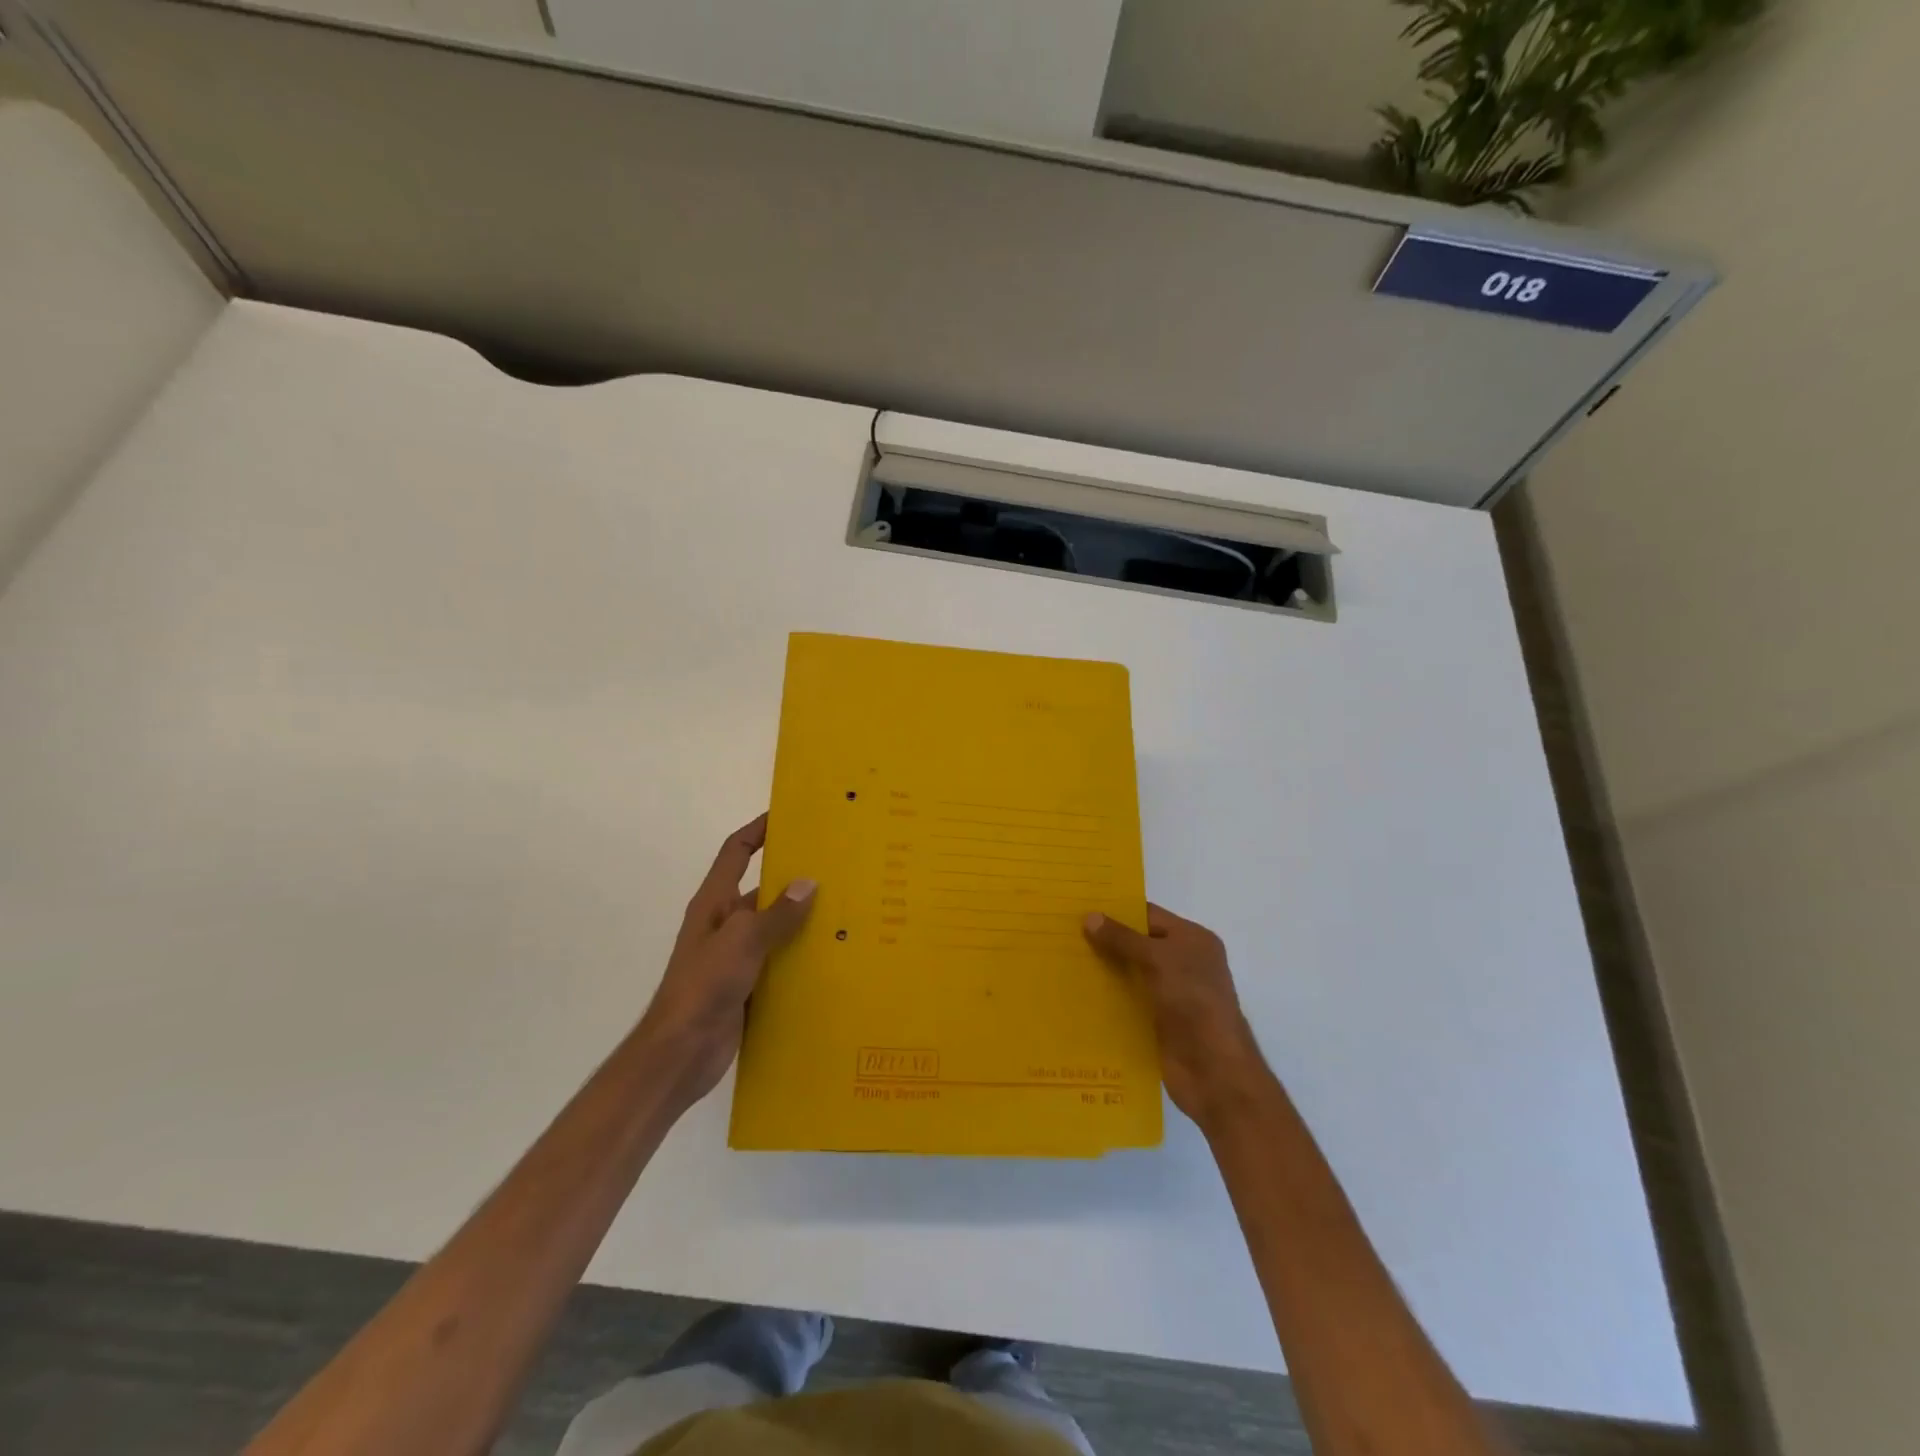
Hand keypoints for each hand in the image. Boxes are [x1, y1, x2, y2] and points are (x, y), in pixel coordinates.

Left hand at [639, 814, 816, 1105]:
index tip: (790, 816)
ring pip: (775, 928)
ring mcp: (736, 957)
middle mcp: (725, 924)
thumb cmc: (704, 986)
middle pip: (762, 890)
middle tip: (838, 868)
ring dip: (803, 920)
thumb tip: (809, 883)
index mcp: (714, 903)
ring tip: (847, 910)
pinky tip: (833, 957)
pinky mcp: (747, 986)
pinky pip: (780, 961)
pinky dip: (801, 956)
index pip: (736, 852)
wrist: (679, 1054)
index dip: (758, 830)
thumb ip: (777, 914)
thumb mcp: (742, 941)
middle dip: (795, 879)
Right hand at [1084, 904, 1267, 1130]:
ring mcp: (1171, 994)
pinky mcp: (1158, 1022)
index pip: (1149, 915)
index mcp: (1193, 940)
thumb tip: (1089, 917)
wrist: (1214, 1071)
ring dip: (1103, 969)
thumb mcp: (1159, 960)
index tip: (1079, 907)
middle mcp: (1184, 963)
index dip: (1116, 911)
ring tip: (1062, 960)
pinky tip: (1077, 993)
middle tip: (1063, 932)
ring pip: (1130, 973)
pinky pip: (1128, 1001)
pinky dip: (1107, 997)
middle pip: (1138, 944)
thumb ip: (1123, 938)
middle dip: (1105, 940)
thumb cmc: (1193, 1002)